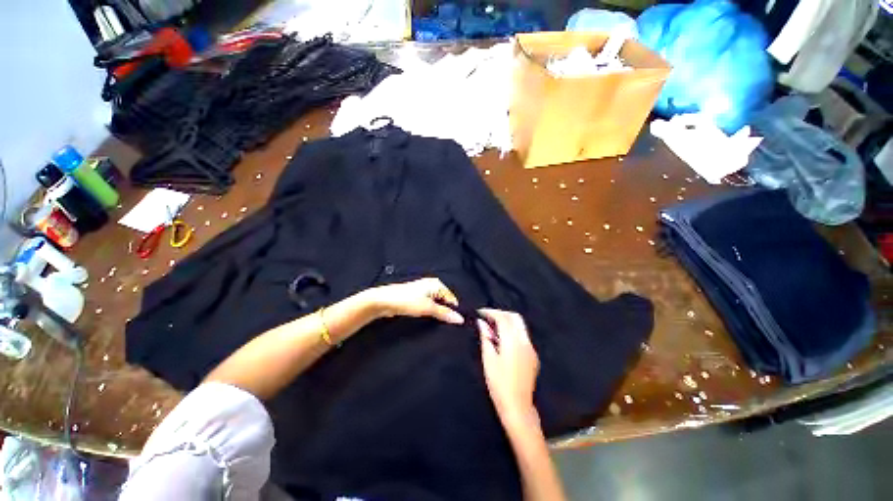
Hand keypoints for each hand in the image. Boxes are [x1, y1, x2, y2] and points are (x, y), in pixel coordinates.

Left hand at [365, 277, 462, 324]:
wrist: (383, 301)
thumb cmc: (407, 301)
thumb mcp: (428, 308)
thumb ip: (445, 313)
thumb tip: (460, 319)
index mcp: (436, 283)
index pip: (451, 298)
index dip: (454, 310)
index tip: (456, 323)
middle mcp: (431, 285)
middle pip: (444, 301)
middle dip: (445, 312)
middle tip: (447, 325)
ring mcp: (423, 291)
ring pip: (436, 304)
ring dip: (437, 313)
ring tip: (438, 323)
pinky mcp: (415, 298)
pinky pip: (428, 306)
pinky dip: (429, 312)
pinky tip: (429, 320)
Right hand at [477, 309, 539, 423]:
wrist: (517, 406)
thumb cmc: (499, 383)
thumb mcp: (488, 358)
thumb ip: (486, 337)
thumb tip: (481, 322)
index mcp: (513, 341)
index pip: (503, 318)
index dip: (491, 312)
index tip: (480, 313)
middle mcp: (524, 341)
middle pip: (515, 317)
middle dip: (501, 314)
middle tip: (487, 318)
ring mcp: (531, 348)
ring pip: (520, 326)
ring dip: (507, 322)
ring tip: (493, 329)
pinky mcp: (533, 356)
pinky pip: (523, 336)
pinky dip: (513, 332)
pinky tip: (503, 341)